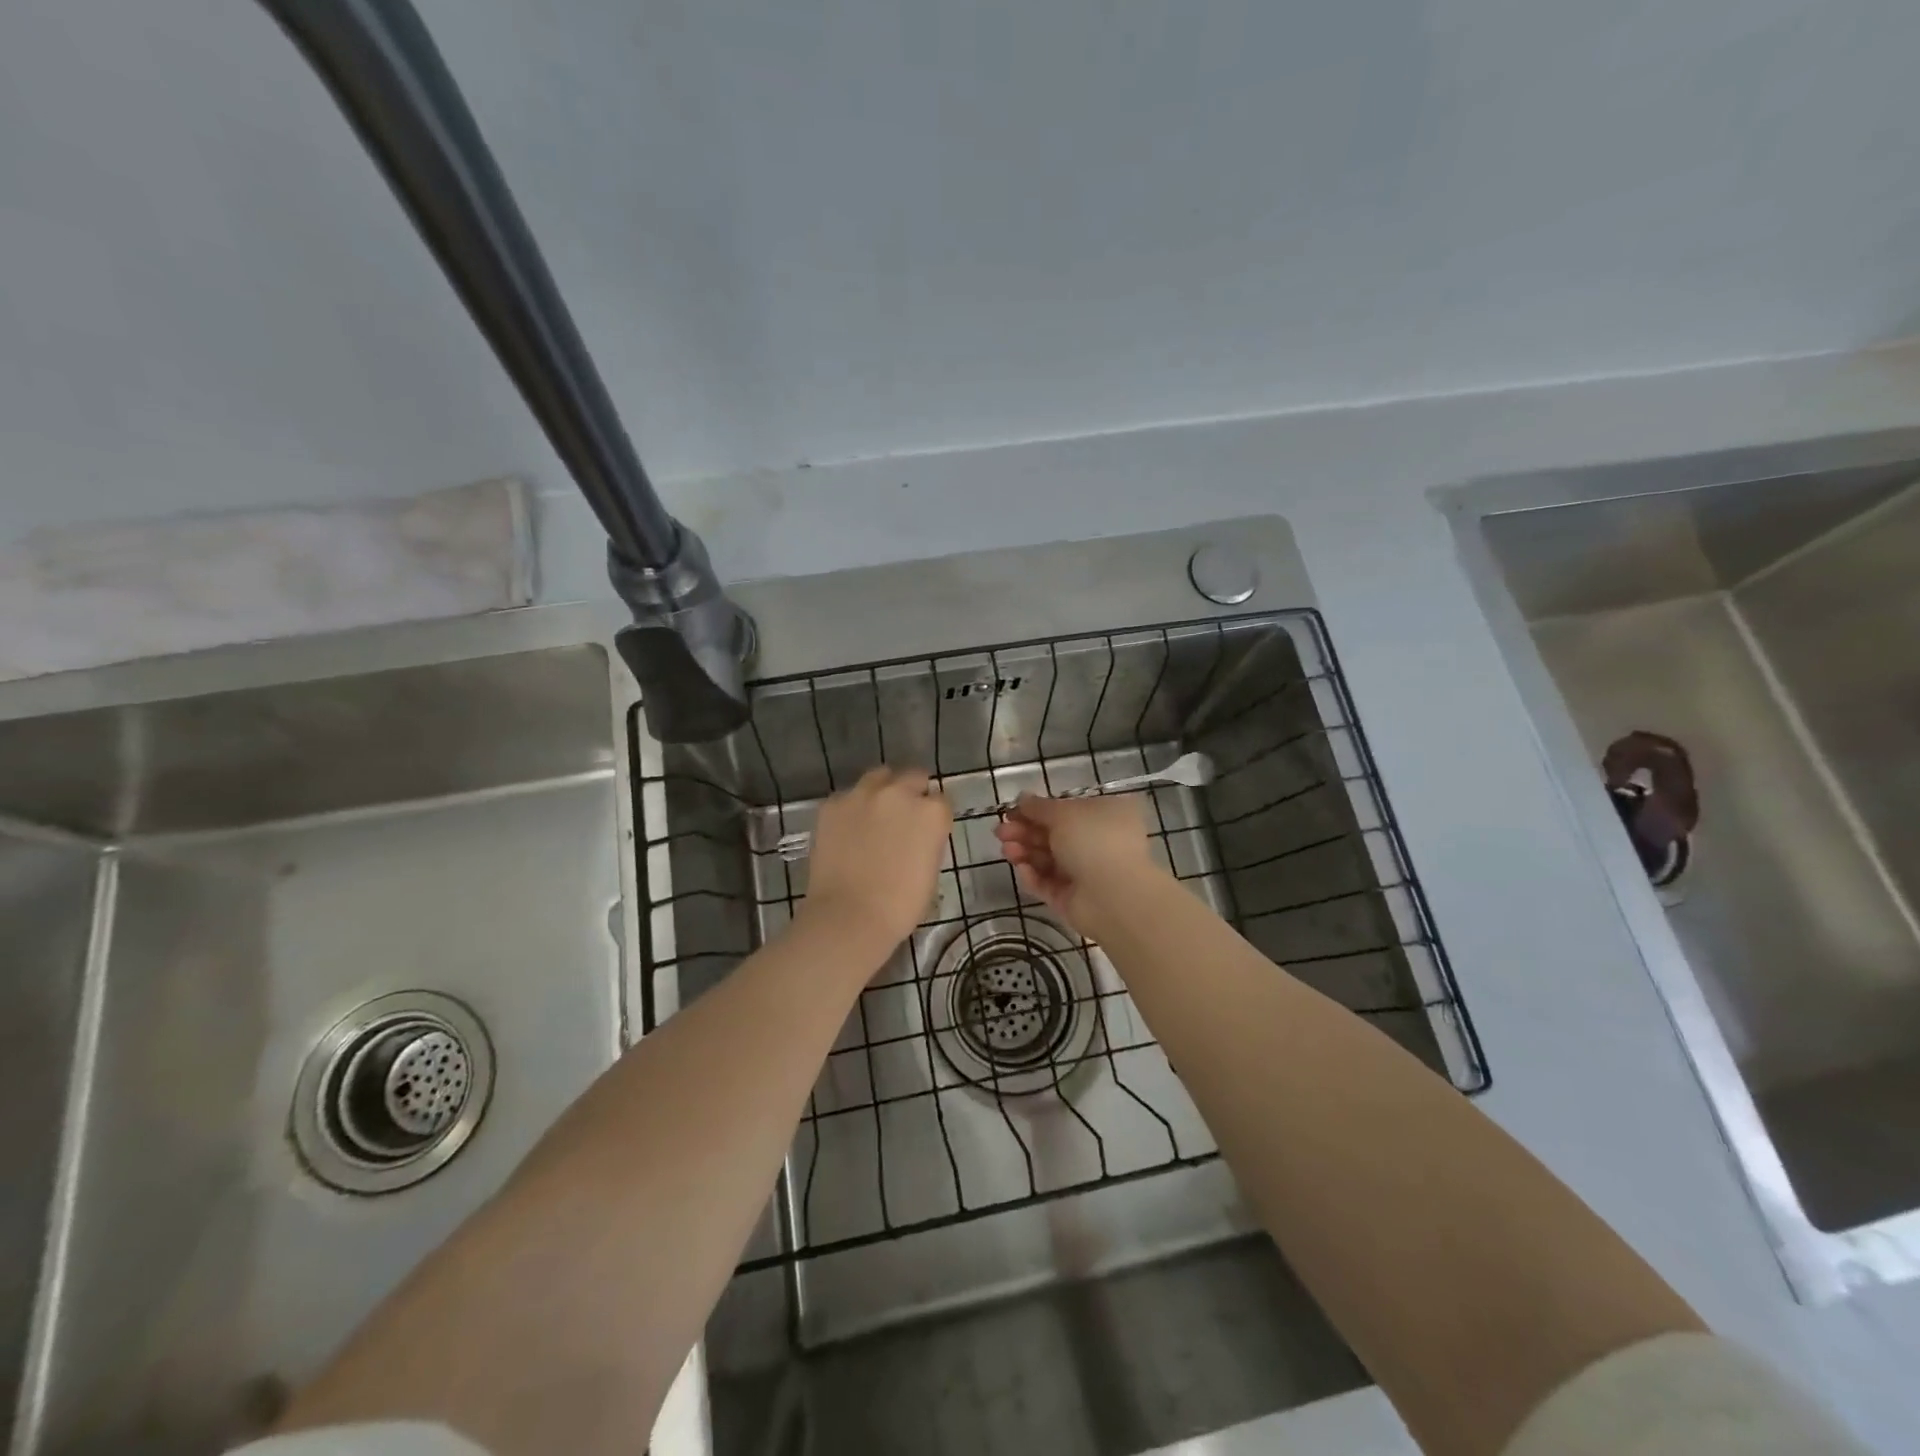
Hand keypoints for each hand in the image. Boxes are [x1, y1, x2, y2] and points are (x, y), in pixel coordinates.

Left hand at [803, 767, 951, 950]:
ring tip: (874, 815)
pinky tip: (846, 831)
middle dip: (911, 792)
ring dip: (881, 791)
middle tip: (903, 818)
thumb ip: (927, 840)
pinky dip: (851, 809)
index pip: (941, 800)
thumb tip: (917, 835)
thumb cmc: (900, 906)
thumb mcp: (930, 870)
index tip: (927, 829)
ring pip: (878, 777)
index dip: (934, 815)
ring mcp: (862, 795)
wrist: (849, 917)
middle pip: (912, 777)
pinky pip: (847, 797)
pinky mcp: (832, 804)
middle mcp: (899, 793)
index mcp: (931, 813)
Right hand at [994, 793, 1161, 936]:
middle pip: (1054, 835)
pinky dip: (1033, 876)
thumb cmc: (1094, 841)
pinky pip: (1048, 884)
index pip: (1067, 810)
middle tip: (999, 832)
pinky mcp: (1073, 899)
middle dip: (1025, 832)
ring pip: (1048, 860)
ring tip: (1006, 850)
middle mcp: (1099, 843)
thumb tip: (1022, 798)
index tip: (1012, 812)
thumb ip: (1039, 806)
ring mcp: (1086, 873)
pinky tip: (1021, 869)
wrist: (1114, 896)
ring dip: (1025, 852)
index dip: (1037, 810)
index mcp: (1106, 816)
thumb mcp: (1064, 813)